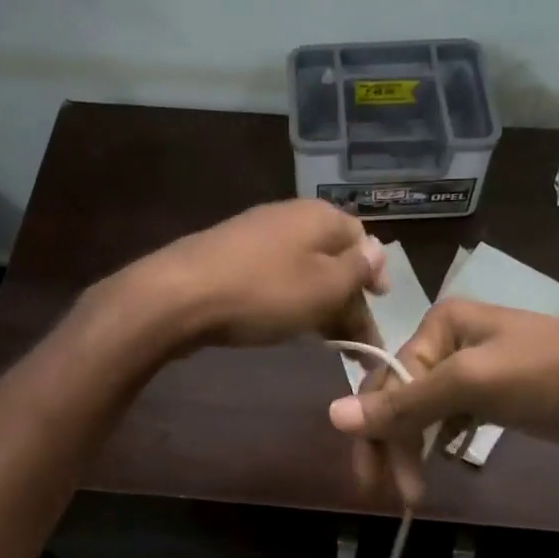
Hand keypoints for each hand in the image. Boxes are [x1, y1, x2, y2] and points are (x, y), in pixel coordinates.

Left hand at [126, 200, 388, 347]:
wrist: (180, 296)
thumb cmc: (265, 292)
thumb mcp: (325, 286)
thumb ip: (357, 269)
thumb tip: (377, 251)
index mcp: (319, 216)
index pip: (361, 239)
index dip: (374, 274)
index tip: (378, 306)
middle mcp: (289, 217)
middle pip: (332, 257)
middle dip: (349, 298)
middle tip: (356, 341)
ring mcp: (256, 235)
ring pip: (303, 270)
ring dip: (321, 304)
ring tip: (327, 341)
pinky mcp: (231, 258)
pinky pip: (274, 277)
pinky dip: (290, 301)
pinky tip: (287, 326)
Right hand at [328, 299, 558, 502]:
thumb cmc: (551, 375)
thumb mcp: (473, 384)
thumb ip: (405, 403)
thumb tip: (332, 416)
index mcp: (441, 325)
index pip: (387, 379)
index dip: (373, 430)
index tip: (371, 482)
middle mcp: (452, 342)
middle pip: (403, 397)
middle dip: (393, 446)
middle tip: (394, 497)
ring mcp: (477, 371)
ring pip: (426, 412)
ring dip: (414, 450)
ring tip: (415, 493)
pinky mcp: (498, 398)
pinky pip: (452, 420)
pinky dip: (440, 443)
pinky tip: (441, 462)